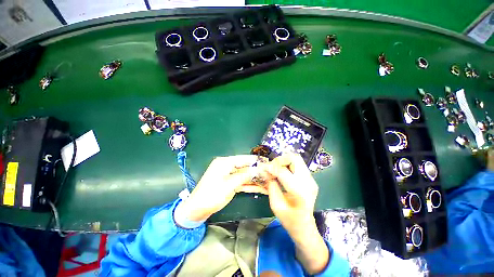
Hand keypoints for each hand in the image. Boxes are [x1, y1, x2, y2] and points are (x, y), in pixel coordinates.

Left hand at [176, 155, 260, 221]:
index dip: (255, 160)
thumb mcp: (229, 184)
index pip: (243, 159)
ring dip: (254, 179)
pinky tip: (260, 187)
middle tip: (269, 173)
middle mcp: (227, 166)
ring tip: (267, 180)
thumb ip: (244, 175)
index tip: (267, 162)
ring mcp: (229, 175)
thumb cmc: (212, 195)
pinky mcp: (230, 183)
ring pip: (244, 175)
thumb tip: (257, 168)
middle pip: (245, 167)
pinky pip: (241, 182)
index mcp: (224, 162)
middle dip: (256, 171)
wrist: (197, 210)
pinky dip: (249, 185)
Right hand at [264, 153, 328, 273]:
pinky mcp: (310, 178)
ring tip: (276, 169)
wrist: (305, 227)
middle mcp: (308, 182)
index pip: (283, 172)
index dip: (271, 168)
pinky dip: (287, 164)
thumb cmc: (289, 220)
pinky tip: (282, 172)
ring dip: (283, 161)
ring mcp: (311, 179)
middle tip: (271, 167)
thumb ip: (271, 186)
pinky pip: (297, 164)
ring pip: (296, 159)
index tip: (262, 167)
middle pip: (294, 158)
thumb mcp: (275, 205)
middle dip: (280, 160)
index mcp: (299, 193)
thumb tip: (266, 171)